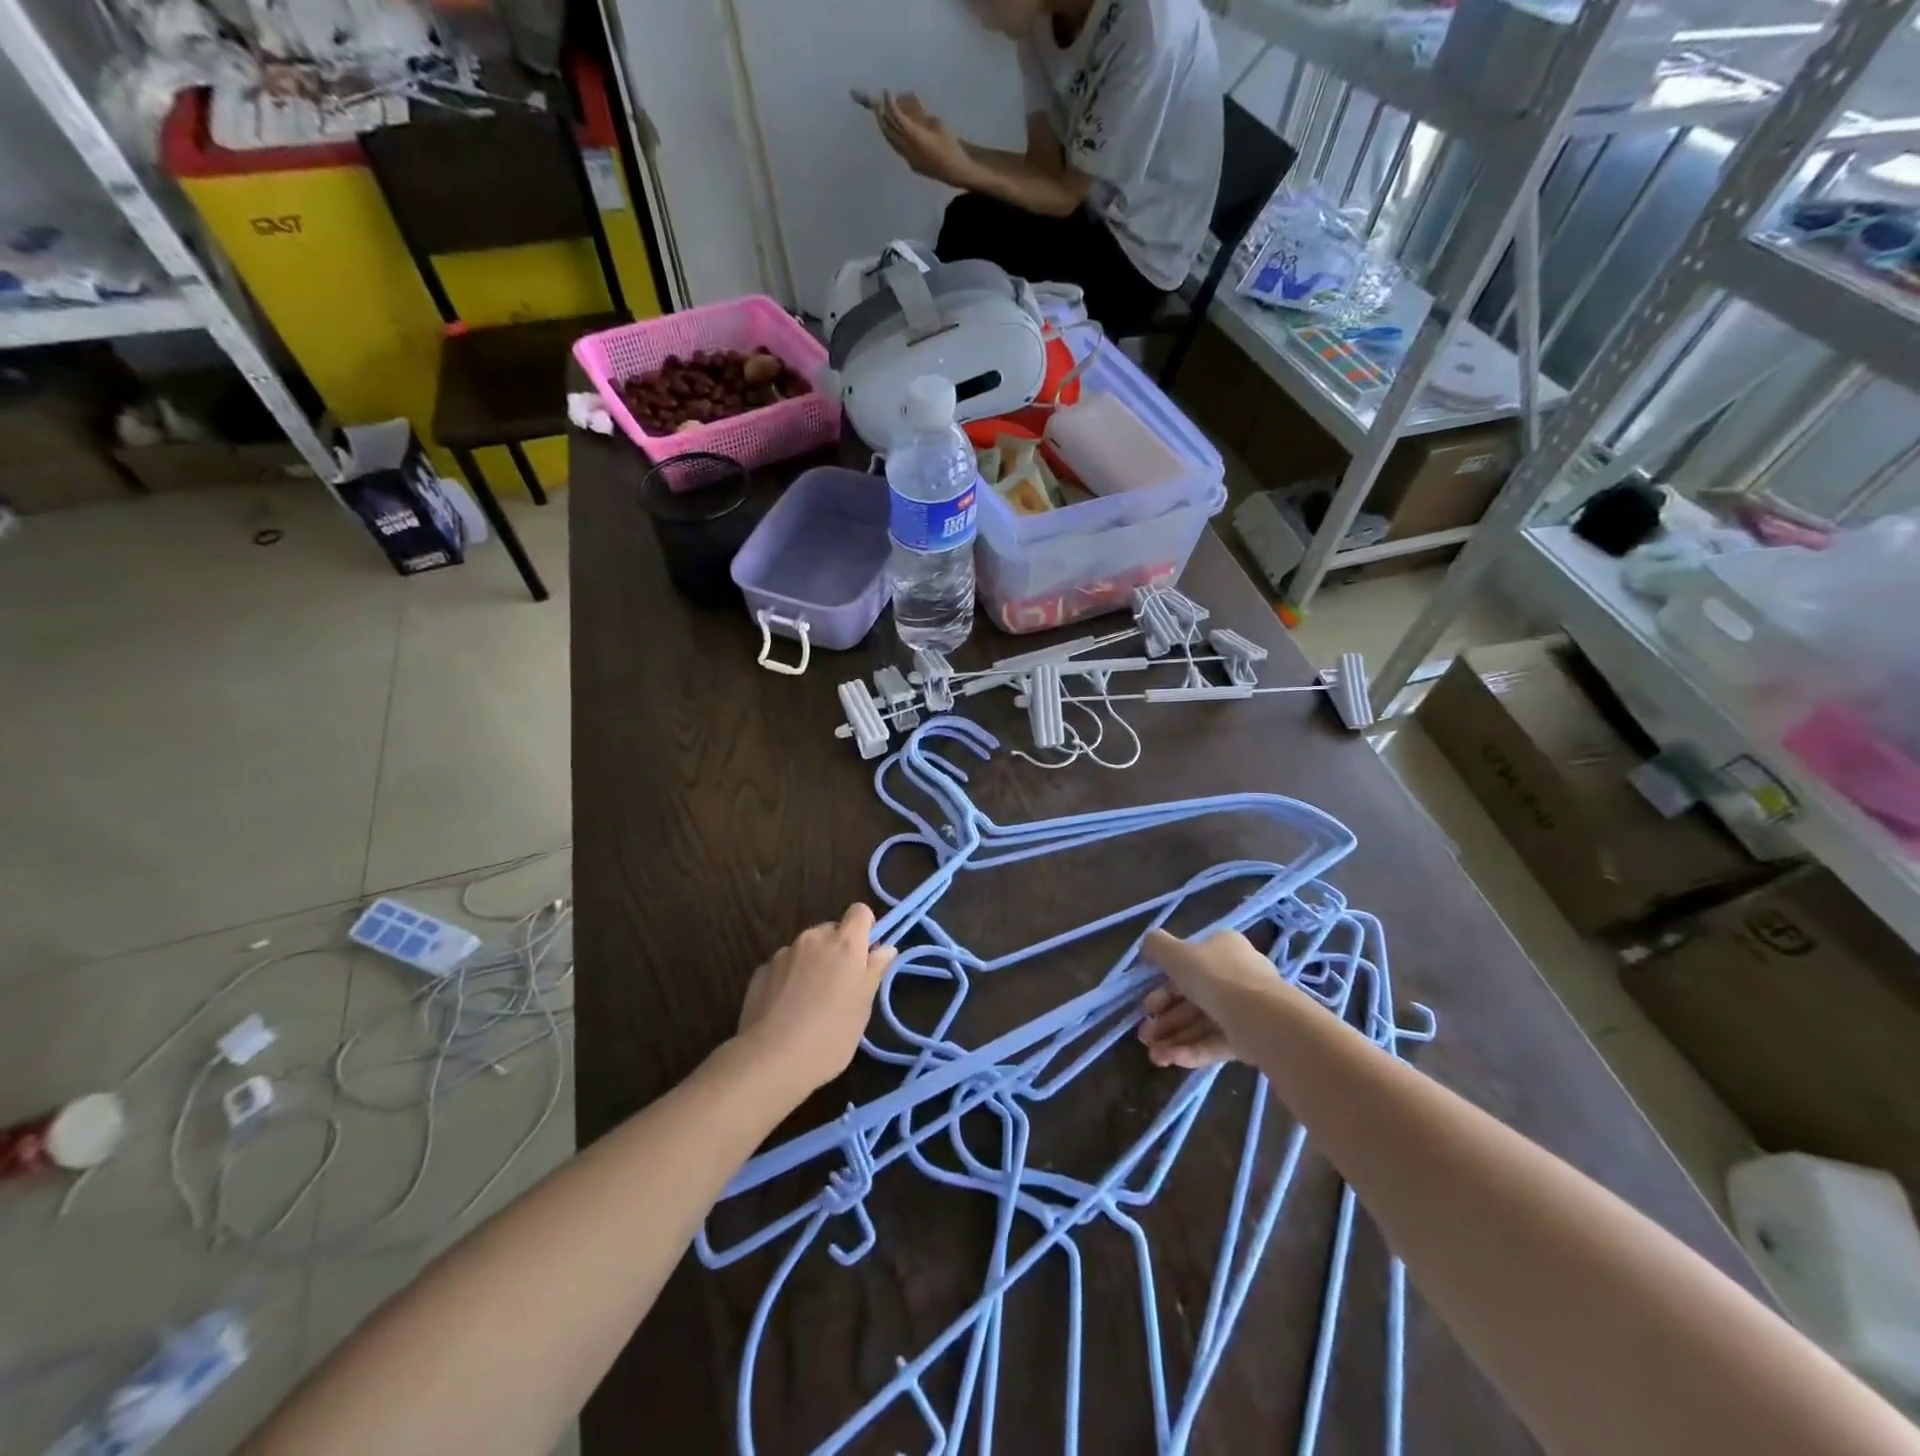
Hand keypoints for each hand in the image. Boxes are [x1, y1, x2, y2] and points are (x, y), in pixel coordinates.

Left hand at [736, 904, 896, 1094]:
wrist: (771, 1059)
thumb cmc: (830, 1034)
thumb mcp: (863, 1006)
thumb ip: (874, 971)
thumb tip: (885, 948)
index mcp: (844, 943)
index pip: (860, 911)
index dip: (866, 928)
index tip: (866, 956)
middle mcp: (813, 938)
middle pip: (832, 931)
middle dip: (838, 950)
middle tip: (841, 986)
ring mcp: (783, 953)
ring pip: (806, 949)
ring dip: (813, 964)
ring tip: (811, 1002)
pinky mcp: (761, 971)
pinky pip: (784, 966)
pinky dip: (789, 978)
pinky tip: (787, 1010)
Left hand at [877, 91, 969, 185]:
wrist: (956, 171)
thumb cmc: (950, 145)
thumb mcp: (936, 123)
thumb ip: (920, 115)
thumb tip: (908, 104)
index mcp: (916, 138)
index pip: (897, 118)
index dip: (890, 104)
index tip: (886, 91)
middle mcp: (908, 149)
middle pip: (889, 131)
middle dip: (881, 116)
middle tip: (876, 102)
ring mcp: (908, 158)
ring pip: (891, 141)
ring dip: (886, 127)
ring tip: (881, 115)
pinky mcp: (911, 163)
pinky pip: (897, 147)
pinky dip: (893, 135)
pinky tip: (894, 129)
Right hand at [1136, 929, 1274, 1068]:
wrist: (1261, 1017)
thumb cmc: (1215, 977)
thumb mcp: (1177, 953)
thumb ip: (1157, 947)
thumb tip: (1147, 945)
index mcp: (1221, 949)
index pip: (1187, 966)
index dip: (1161, 987)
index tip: (1145, 1005)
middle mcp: (1234, 976)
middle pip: (1191, 999)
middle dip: (1164, 1019)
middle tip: (1144, 1035)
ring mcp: (1243, 1009)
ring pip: (1201, 1024)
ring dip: (1174, 1038)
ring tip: (1154, 1056)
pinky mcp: (1248, 1038)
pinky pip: (1215, 1042)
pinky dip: (1192, 1051)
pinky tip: (1172, 1061)